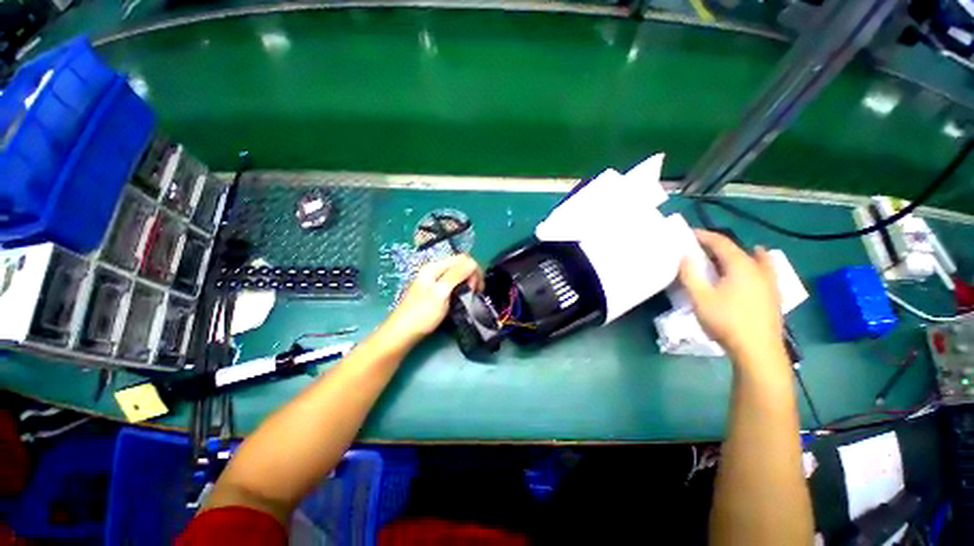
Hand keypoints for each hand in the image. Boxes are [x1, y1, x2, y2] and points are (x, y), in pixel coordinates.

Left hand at [383, 255, 483, 343]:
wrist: (403, 333)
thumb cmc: (422, 314)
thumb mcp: (440, 293)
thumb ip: (456, 275)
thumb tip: (473, 262)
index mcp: (435, 267)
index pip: (463, 258)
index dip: (474, 270)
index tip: (475, 288)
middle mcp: (435, 270)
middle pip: (462, 264)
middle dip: (473, 275)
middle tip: (476, 292)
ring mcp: (436, 280)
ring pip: (460, 273)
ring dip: (469, 281)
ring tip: (472, 295)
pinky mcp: (437, 290)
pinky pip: (455, 282)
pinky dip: (463, 287)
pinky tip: (464, 296)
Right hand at [678, 230, 783, 362]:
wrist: (757, 350)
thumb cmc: (726, 321)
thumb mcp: (700, 298)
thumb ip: (691, 274)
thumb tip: (685, 256)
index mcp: (740, 266)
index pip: (721, 242)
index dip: (704, 236)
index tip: (689, 233)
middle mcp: (757, 269)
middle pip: (737, 249)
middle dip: (717, 245)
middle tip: (699, 247)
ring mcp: (769, 281)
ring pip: (753, 258)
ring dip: (736, 253)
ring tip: (725, 253)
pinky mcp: (773, 294)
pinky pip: (764, 269)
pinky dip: (757, 261)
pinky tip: (757, 265)